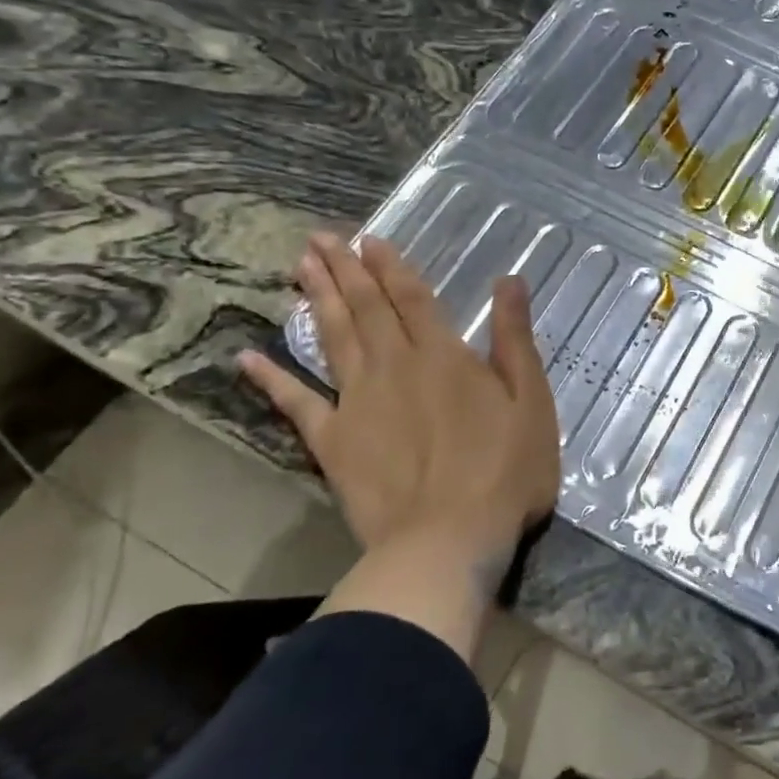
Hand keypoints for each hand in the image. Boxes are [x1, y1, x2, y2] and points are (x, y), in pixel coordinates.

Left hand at [238, 233, 560, 655]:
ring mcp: (357, 402)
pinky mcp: (333, 442)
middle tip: (320, 238)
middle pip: (366, 309)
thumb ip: (515, 338)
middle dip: (344, 270)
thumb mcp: (530, 400)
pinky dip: (272, 380)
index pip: (412, 298)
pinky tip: (248, 358)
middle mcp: (394, 366)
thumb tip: (509, 279)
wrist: (448, 540)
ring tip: (298, 267)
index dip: (391, 266)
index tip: (369, 239)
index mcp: (443, 355)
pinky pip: (297, 404)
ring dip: (317, 301)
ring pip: (333, 339)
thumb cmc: (504, 471)